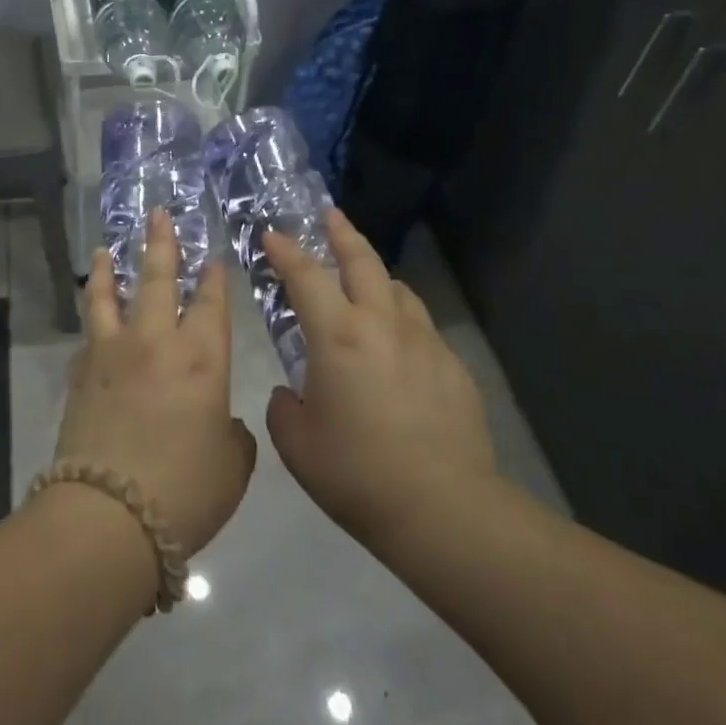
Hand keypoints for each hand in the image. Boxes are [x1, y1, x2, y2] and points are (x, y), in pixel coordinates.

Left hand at [53, 209, 256, 556]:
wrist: (108, 516)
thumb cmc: (185, 491)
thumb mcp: (232, 466)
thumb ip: (232, 433)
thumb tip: (218, 421)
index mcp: (201, 358)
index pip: (209, 303)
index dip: (213, 278)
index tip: (211, 257)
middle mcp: (155, 342)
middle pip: (156, 279)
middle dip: (160, 243)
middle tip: (157, 214)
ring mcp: (111, 353)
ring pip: (108, 295)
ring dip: (107, 268)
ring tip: (103, 249)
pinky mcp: (80, 374)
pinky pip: (88, 334)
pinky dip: (92, 319)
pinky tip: (93, 318)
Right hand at [263, 208, 499, 551]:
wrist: (443, 509)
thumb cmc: (356, 474)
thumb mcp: (297, 445)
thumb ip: (284, 408)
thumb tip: (292, 394)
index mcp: (338, 337)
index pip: (306, 276)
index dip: (286, 251)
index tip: (273, 234)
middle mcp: (382, 325)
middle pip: (362, 262)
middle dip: (342, 234)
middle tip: (329, 216)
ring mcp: (424, 342)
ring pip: (397, 290)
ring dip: (375, 277)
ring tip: (363, 282)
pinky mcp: (452, 366)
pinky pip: (420, 327)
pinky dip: (401, 320)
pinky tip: (397, 346)